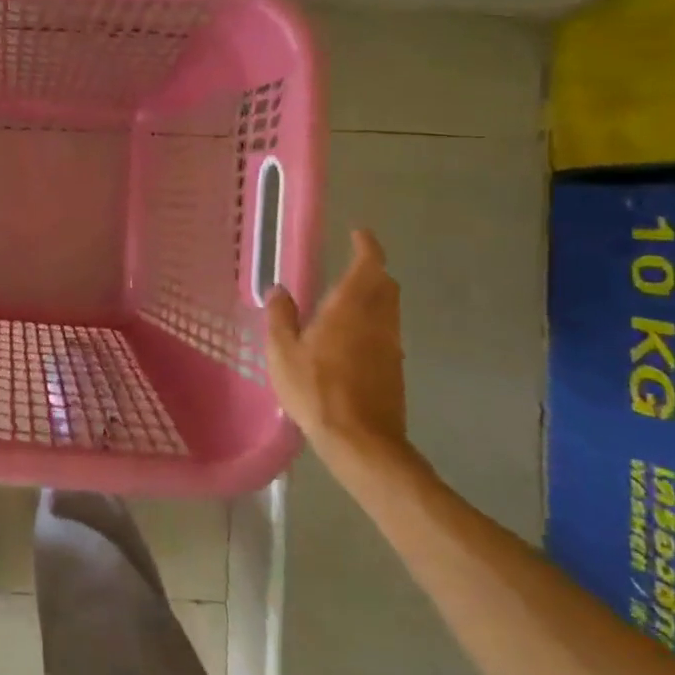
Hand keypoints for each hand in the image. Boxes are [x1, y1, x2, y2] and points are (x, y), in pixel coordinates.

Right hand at [265, 228, 408, 469]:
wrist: (361, 441)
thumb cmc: (316, 390)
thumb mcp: (283, 353)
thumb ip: (281, 317)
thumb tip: (280, 290)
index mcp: (349, 308)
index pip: (368, 265)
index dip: (367, 246)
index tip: (359, 234)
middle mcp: (377, 320)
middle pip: (385, 284)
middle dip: (373, 268)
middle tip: (354, 262)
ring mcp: (390, 345)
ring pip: (389, 308)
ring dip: (376, 294)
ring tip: (350, 297)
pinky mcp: (395, 368)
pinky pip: (387, 330)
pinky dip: (375, 320)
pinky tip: (354, 335)